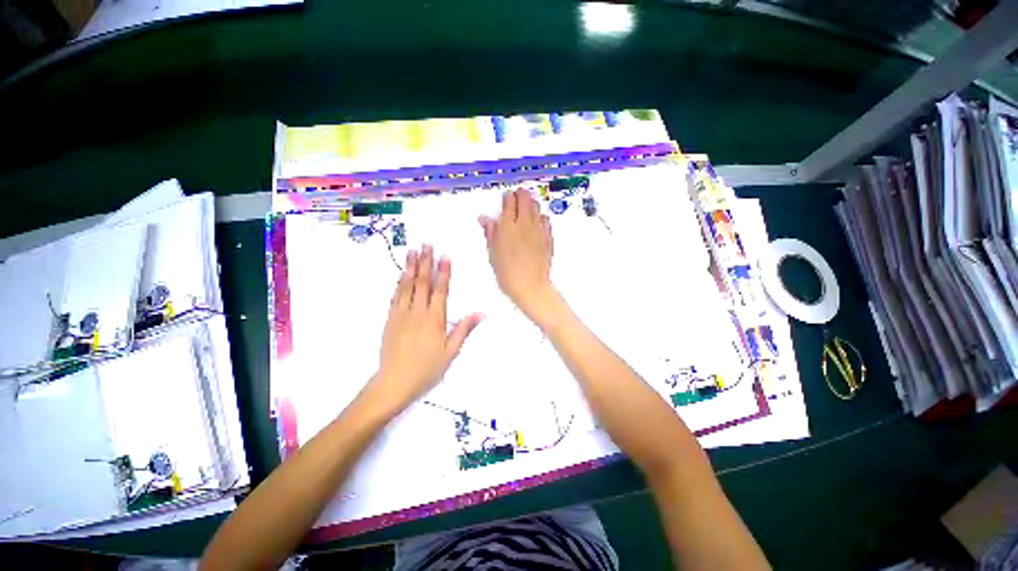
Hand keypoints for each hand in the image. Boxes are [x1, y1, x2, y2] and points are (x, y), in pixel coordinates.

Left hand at [370, 245, 482, 411]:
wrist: (394, 382)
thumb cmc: (427, 368)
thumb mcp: (451, 352)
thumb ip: (464, 329)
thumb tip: (481, 313)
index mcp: (435, 318)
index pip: (441, 289)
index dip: (443, 271)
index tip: (444, 256)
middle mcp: (417, 311)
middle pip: (422, 282)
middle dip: (425, 262)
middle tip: (426, 244)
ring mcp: (401, 313)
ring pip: (406, 285)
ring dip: (409, 267)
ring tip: (412, 251)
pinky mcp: (390, 319)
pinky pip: (395, 296)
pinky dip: (398, 283)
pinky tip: (400, 274)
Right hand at [479, 188, 558, 321]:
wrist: (530, 287)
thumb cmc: (507, 274)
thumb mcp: (493, 254)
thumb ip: (490, 233)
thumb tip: (484, 218)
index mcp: (507, 227)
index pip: (508, 200)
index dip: (507, 197)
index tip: (505, 200)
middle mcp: (524, 224)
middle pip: (524, 198)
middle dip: (520, 195)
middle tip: (516, 200)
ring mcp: (538, 229)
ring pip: (536, 205)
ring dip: (530, 203)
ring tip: (525, 209)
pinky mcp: (548, 237)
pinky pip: (546, 219)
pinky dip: (540, 216)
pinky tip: (536, 223)